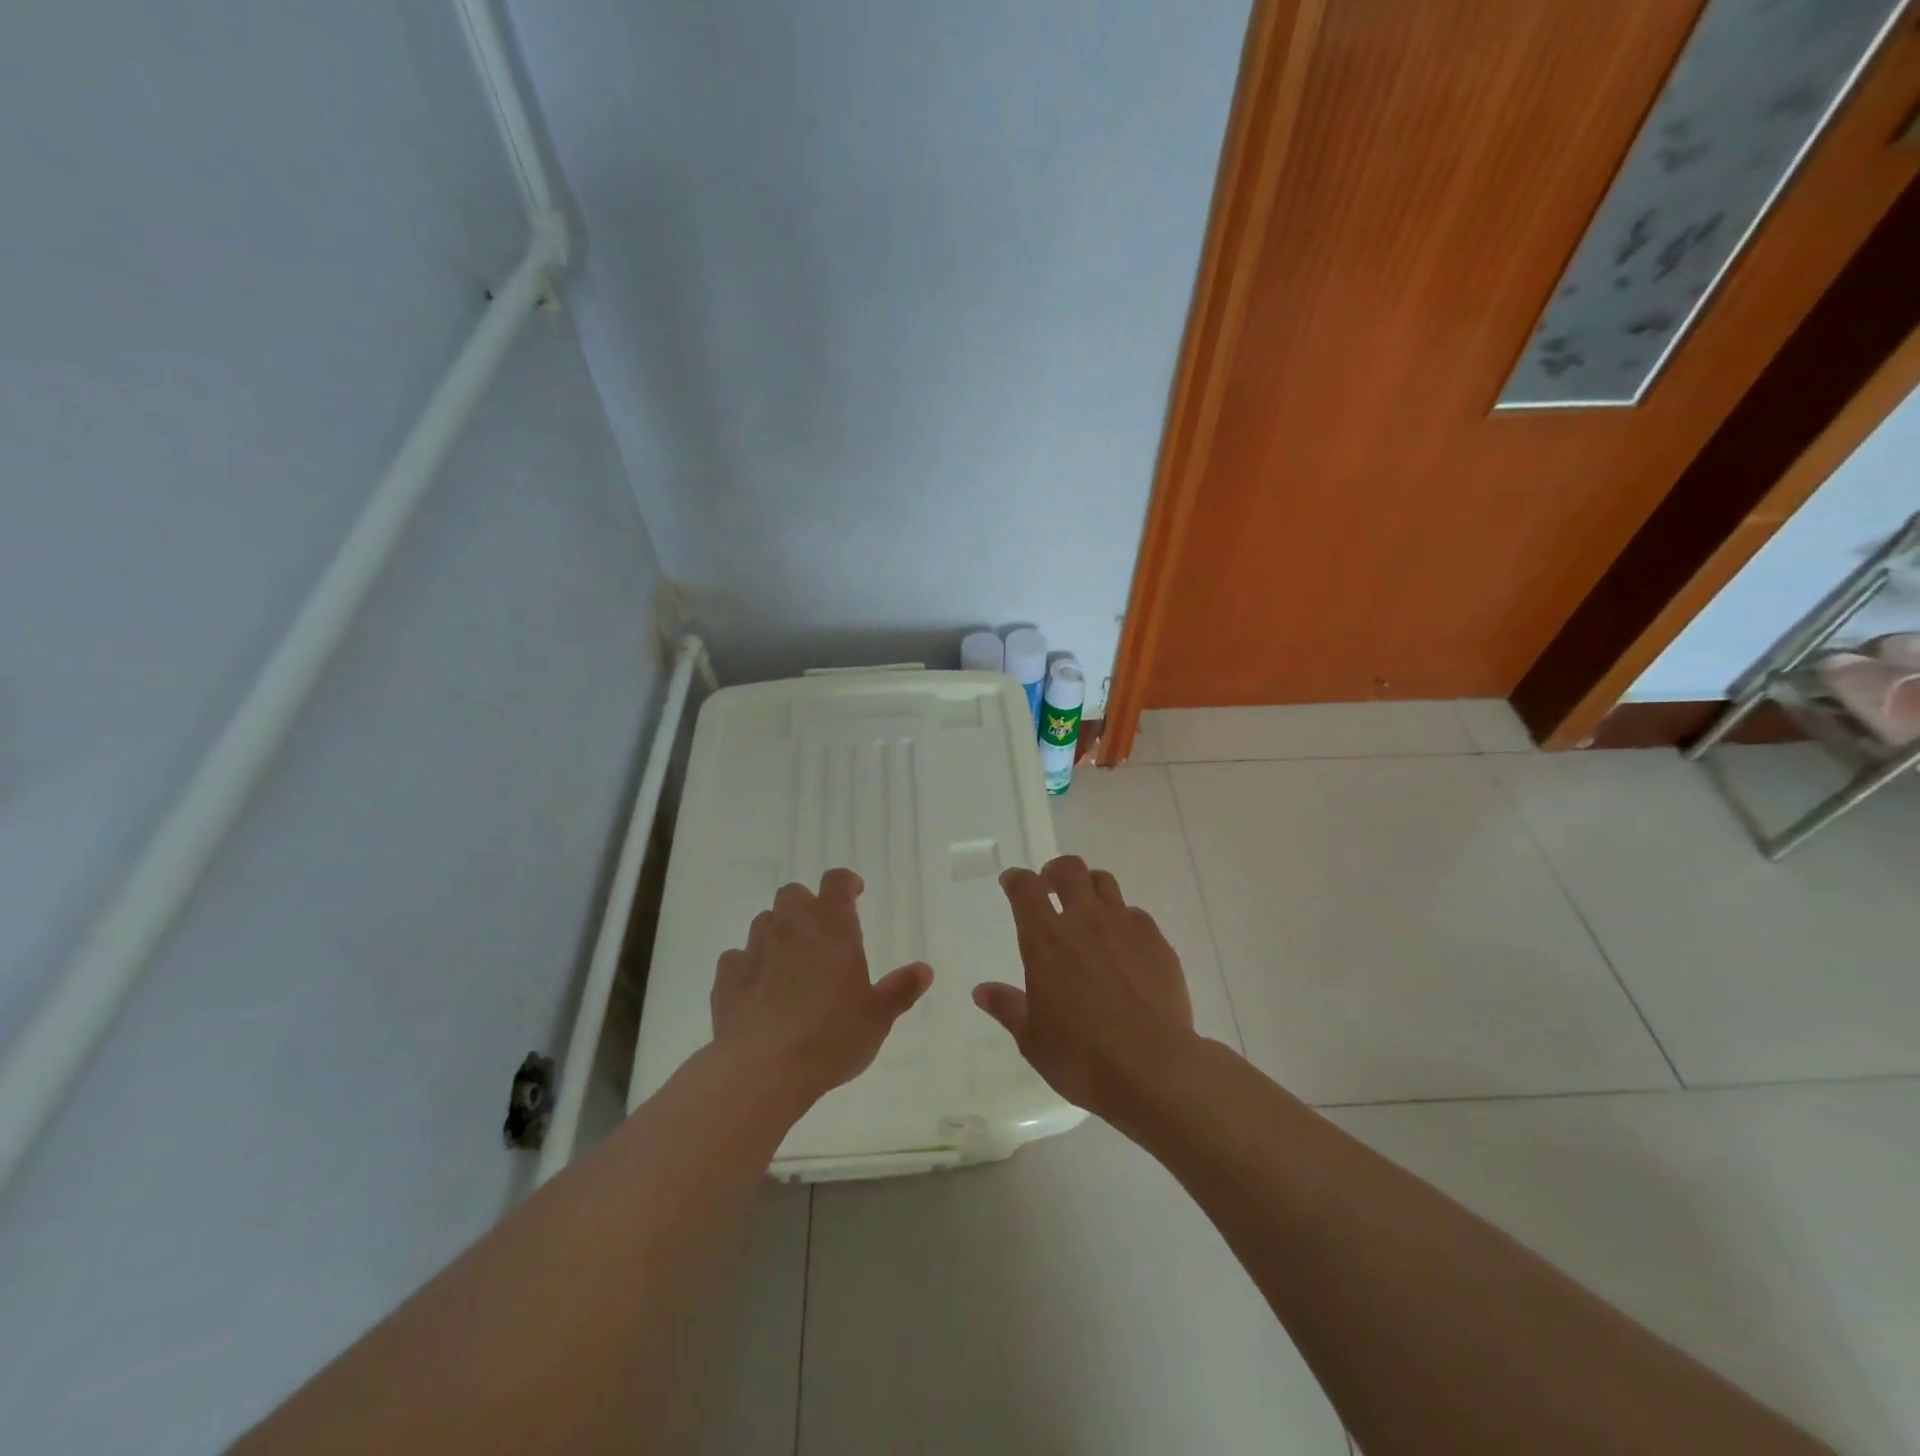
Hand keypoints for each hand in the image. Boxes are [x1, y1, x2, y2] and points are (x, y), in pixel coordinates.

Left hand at [711, 869, 932, 1111]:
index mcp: (832, 927)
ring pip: (763, 921)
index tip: (854, 894)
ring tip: (789, 961)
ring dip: (777, 932)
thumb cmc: (831, 1037)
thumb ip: (900, 990)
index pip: (836, 882)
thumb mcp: (878, 1017)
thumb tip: (924, 970)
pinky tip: (757, 988)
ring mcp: (754, 950)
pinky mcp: (726, 978)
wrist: (763, 1070)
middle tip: (820, 932)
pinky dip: (748, 965)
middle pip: (793, 894)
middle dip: (806, 905)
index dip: (845, 883)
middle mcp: (791, 927)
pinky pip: (736, 958)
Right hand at [974, 855, 1197, 1123]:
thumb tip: (982, 991)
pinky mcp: (1158, 942)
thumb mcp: (1032, 1039)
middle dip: (1055, 870)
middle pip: (1069, 870)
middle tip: (1050, 885)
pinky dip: (1123, 919)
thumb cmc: (1082, 1057)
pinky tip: (1124, 945)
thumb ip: (1008, 1007)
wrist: (1155, 1068)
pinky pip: (1136, 915)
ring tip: (1087, 907)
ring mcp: (1125, 927)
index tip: (1011, 882)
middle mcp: (1085, 921)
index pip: (1025, 889)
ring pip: (1105, 883)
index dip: (1015, 879)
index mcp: (1046, 940)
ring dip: (1090, 886)